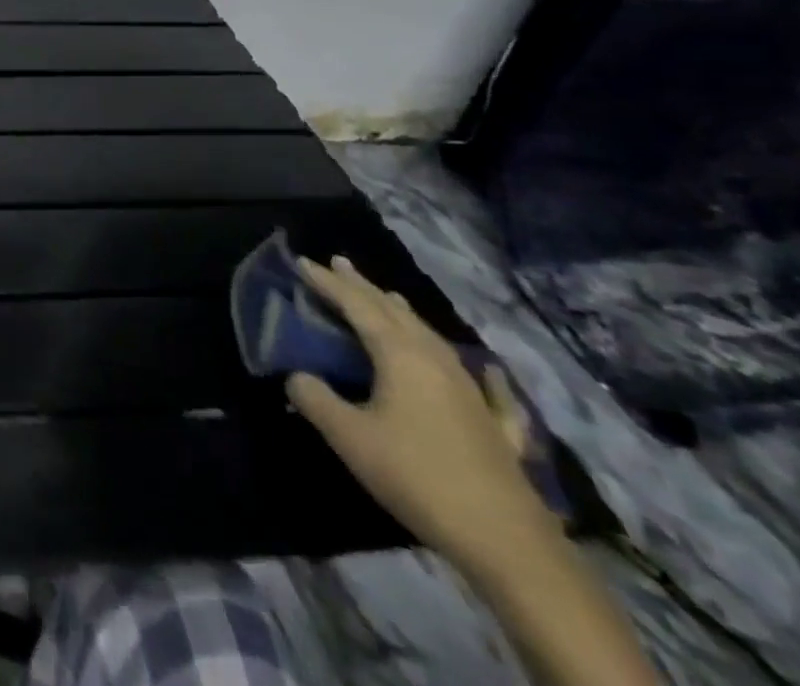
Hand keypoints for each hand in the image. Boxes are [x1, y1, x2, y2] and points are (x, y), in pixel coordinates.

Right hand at [286, 254, 561, 574]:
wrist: (507, 542)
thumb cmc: (417, 476)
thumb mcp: (349, 436)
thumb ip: (315, 398)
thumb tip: (297, 377)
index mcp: (401, 355)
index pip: (357, 306)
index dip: (328, 283)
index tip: (302, 262)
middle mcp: (436, 361)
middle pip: (395, 312)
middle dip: (365, 287)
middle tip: (339, 264)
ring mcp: (472, 392)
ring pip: (432, 338)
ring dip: (404, 313)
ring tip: (388, 295)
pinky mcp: (495, 426)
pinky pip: (482, 384)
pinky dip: (474, 368)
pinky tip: (486, 371)